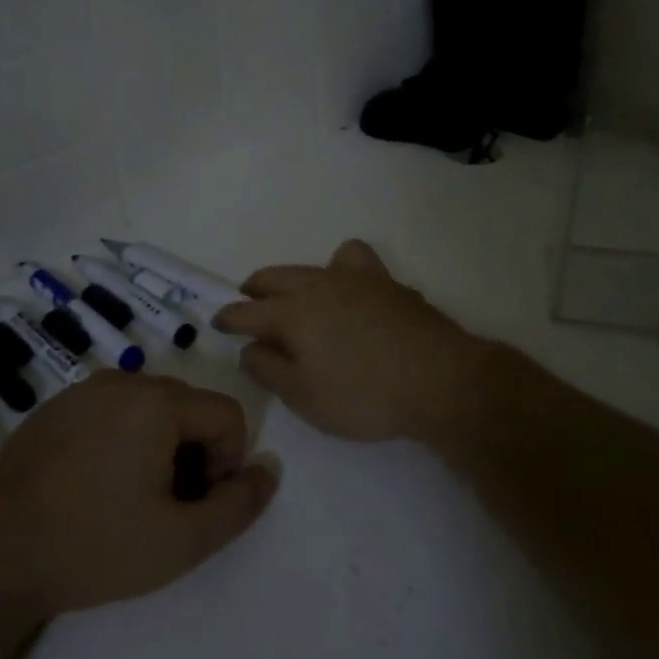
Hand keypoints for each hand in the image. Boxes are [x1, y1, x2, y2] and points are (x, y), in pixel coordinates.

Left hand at [0, 372, 277, 617]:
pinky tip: (93, 486)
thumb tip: (268, 469)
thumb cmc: (95, 547)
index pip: (228, 415)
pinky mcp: (53, 407)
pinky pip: (110, 411)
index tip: (197, 504)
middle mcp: (123, 381)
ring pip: (150, 408)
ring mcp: (82, 390)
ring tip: (130, 498)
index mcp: (158, 401)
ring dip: (160, 446)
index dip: (228, 462)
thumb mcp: (183, 540)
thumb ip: (240, 505)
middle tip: (166, 506)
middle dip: (195, 453)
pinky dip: (121, 440)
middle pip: (189, 408)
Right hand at [214, 239, 483, 443]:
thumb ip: (268, 368)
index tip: (217, 321)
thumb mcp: (303, 395)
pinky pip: (357, 264)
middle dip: (257, 288)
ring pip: (318, 263)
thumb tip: (249, 347)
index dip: (229, 317)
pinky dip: (344, 272)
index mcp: (294, 311)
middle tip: (248, 300)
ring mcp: (359, 279)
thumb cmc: (364, 395)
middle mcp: (321, 284)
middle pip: (277, 277)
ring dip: (299, 276)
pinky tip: (353, 295)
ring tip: (301, 295)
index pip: (248, 311)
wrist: (441, 380)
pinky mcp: (391, 285)